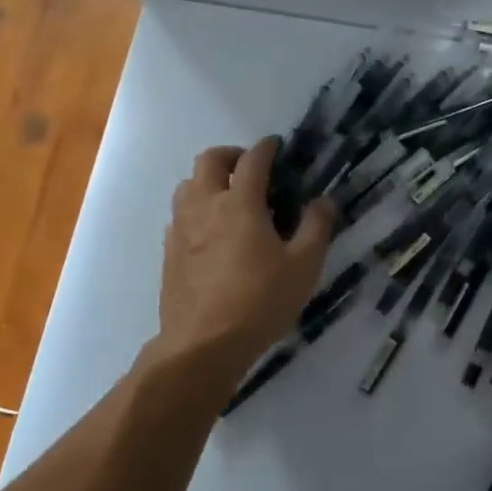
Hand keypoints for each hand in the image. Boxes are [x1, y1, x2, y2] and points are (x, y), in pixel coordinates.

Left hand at [153, 139, 333, 380]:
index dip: (267, 147)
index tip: (277, 146)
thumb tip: (322, 201)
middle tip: (251, 169)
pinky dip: (196, 209)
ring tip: (230, 198)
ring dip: (209, 180)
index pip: (252, 160)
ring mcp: (181, 228)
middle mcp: (205, 205)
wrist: (203, 344)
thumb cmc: (260, 301)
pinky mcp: (169, 251)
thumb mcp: (303, 266)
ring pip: (188, 184)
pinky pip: (179, 214)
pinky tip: (212, 233)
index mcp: (239, 203)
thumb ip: (316, 228)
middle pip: (209, 160)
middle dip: (231, 155)